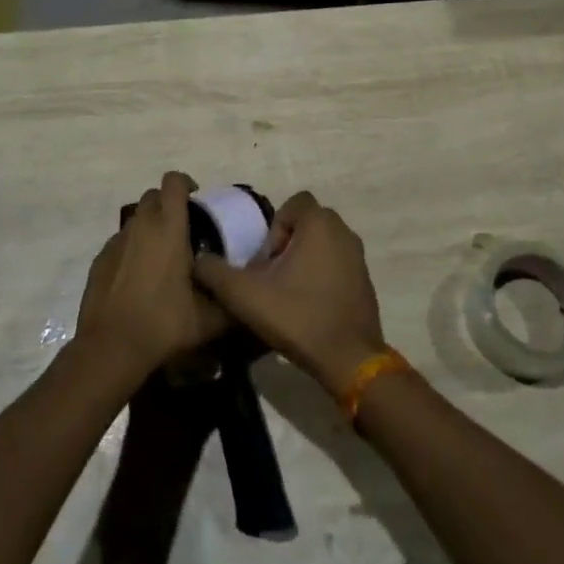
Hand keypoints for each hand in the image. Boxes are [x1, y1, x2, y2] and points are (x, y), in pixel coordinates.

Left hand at [77, 172, 228, 381]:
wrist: (111, 348)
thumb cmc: (164, 323)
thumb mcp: (209, 318)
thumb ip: (229, 300)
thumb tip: (243, 294)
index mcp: (169, 227)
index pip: (174, 182)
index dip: (186, 184)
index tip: (197, 202)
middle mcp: (141, 226)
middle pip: (153, 196)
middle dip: (168, 205)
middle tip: (183, 231)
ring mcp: (116, 241)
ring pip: (136, 220)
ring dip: (150, 228)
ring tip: (162, 257)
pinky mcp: (100, 260)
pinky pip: (120, 243)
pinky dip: (132, 250)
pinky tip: (139, 279)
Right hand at [192, 191, 386, 398]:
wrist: (349, 359)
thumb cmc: (298, 316)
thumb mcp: (246, 295)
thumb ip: (216, 273)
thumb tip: (198, 260)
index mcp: (320, 223)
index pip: (294, 204)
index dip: (275, 228)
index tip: (266, 261)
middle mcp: (344, 231)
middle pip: (307, 223)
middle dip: (287, 243)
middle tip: (272, 276)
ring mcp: (358, 257)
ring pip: (323, 244)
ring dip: (303, 260)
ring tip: (286, 293)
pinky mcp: (365, 280)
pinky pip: (337, 264)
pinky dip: (321, 276)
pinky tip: (308, 307)